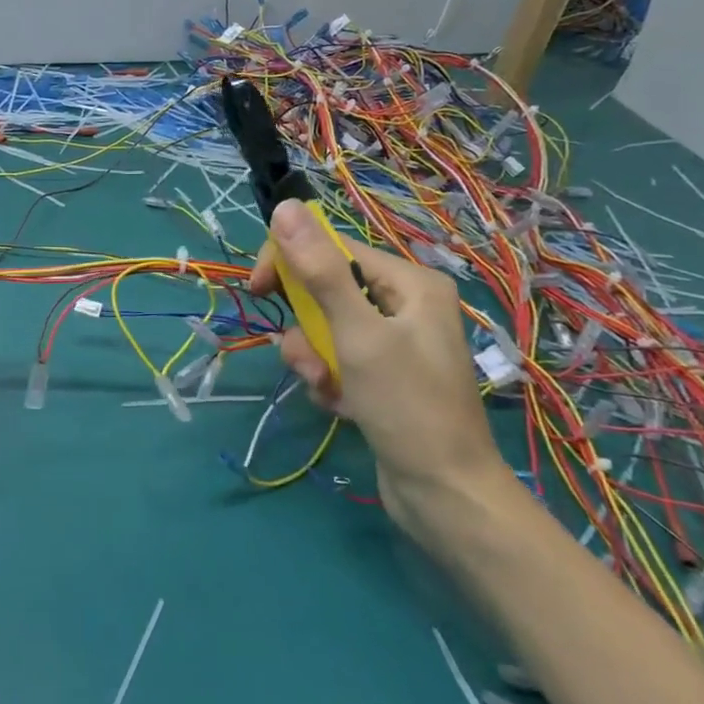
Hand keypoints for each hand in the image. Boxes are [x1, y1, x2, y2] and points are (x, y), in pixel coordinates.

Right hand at [249, 200, 503, 535]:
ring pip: (325, 328)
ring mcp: (395, 343)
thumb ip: (319, 271)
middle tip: (304, 356)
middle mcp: (405, 305)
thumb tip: (285, 207)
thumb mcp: (356, 334)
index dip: (289, 262)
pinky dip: (328, 378)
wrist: (446, 496)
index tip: (258, 290)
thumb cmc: (407, 406)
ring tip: (327, 388)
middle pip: (326, 290)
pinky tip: (339, 405)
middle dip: (306, 325)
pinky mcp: (383, 376)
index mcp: (410, 283)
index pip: (332, 248)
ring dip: (314, 357)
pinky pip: (336, 359)